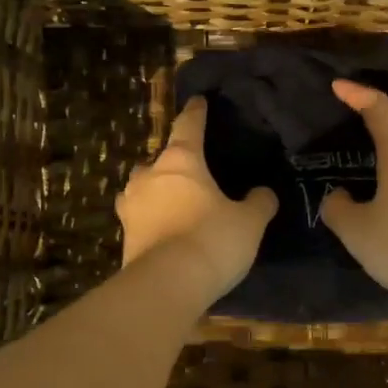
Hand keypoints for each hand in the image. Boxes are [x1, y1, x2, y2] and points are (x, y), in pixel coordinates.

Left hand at [117, 97, 277, 300]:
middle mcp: (149, 176)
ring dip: (154, 190)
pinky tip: (162, 230)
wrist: (167, 285)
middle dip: (171, 162)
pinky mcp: (124, 237)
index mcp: (181, 161)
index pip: (188, 126)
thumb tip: (264, 193)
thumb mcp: (249, 221)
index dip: (196, 113)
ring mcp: (131, 206)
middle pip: (158, 159)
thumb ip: (259, 202)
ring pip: (141, 187)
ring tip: (171, 201)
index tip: (198, 101)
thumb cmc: (212, 240)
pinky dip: (149, 219)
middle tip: (190, 171)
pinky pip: (138, 218)